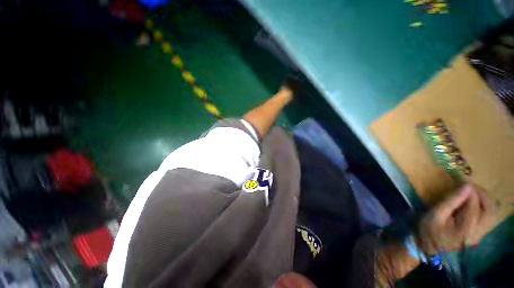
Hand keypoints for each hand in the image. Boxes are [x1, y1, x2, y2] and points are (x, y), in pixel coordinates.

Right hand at [416, 184, 495, 253]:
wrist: (429, 248)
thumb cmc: (429, 230)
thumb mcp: (435, 215)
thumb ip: (451, 201)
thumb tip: (466, 186)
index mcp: (466, 228)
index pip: (474, 204)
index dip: (469, 189)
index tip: (461, 178)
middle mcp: (478, 231)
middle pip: (489, 208)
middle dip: (482, 193)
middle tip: (470, 185)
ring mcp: (480, 234)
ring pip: (492, 212)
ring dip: (485, 199)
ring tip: (473, 192)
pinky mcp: (479, 233)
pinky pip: (489, 217)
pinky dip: (485, 206)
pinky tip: (475, 202)